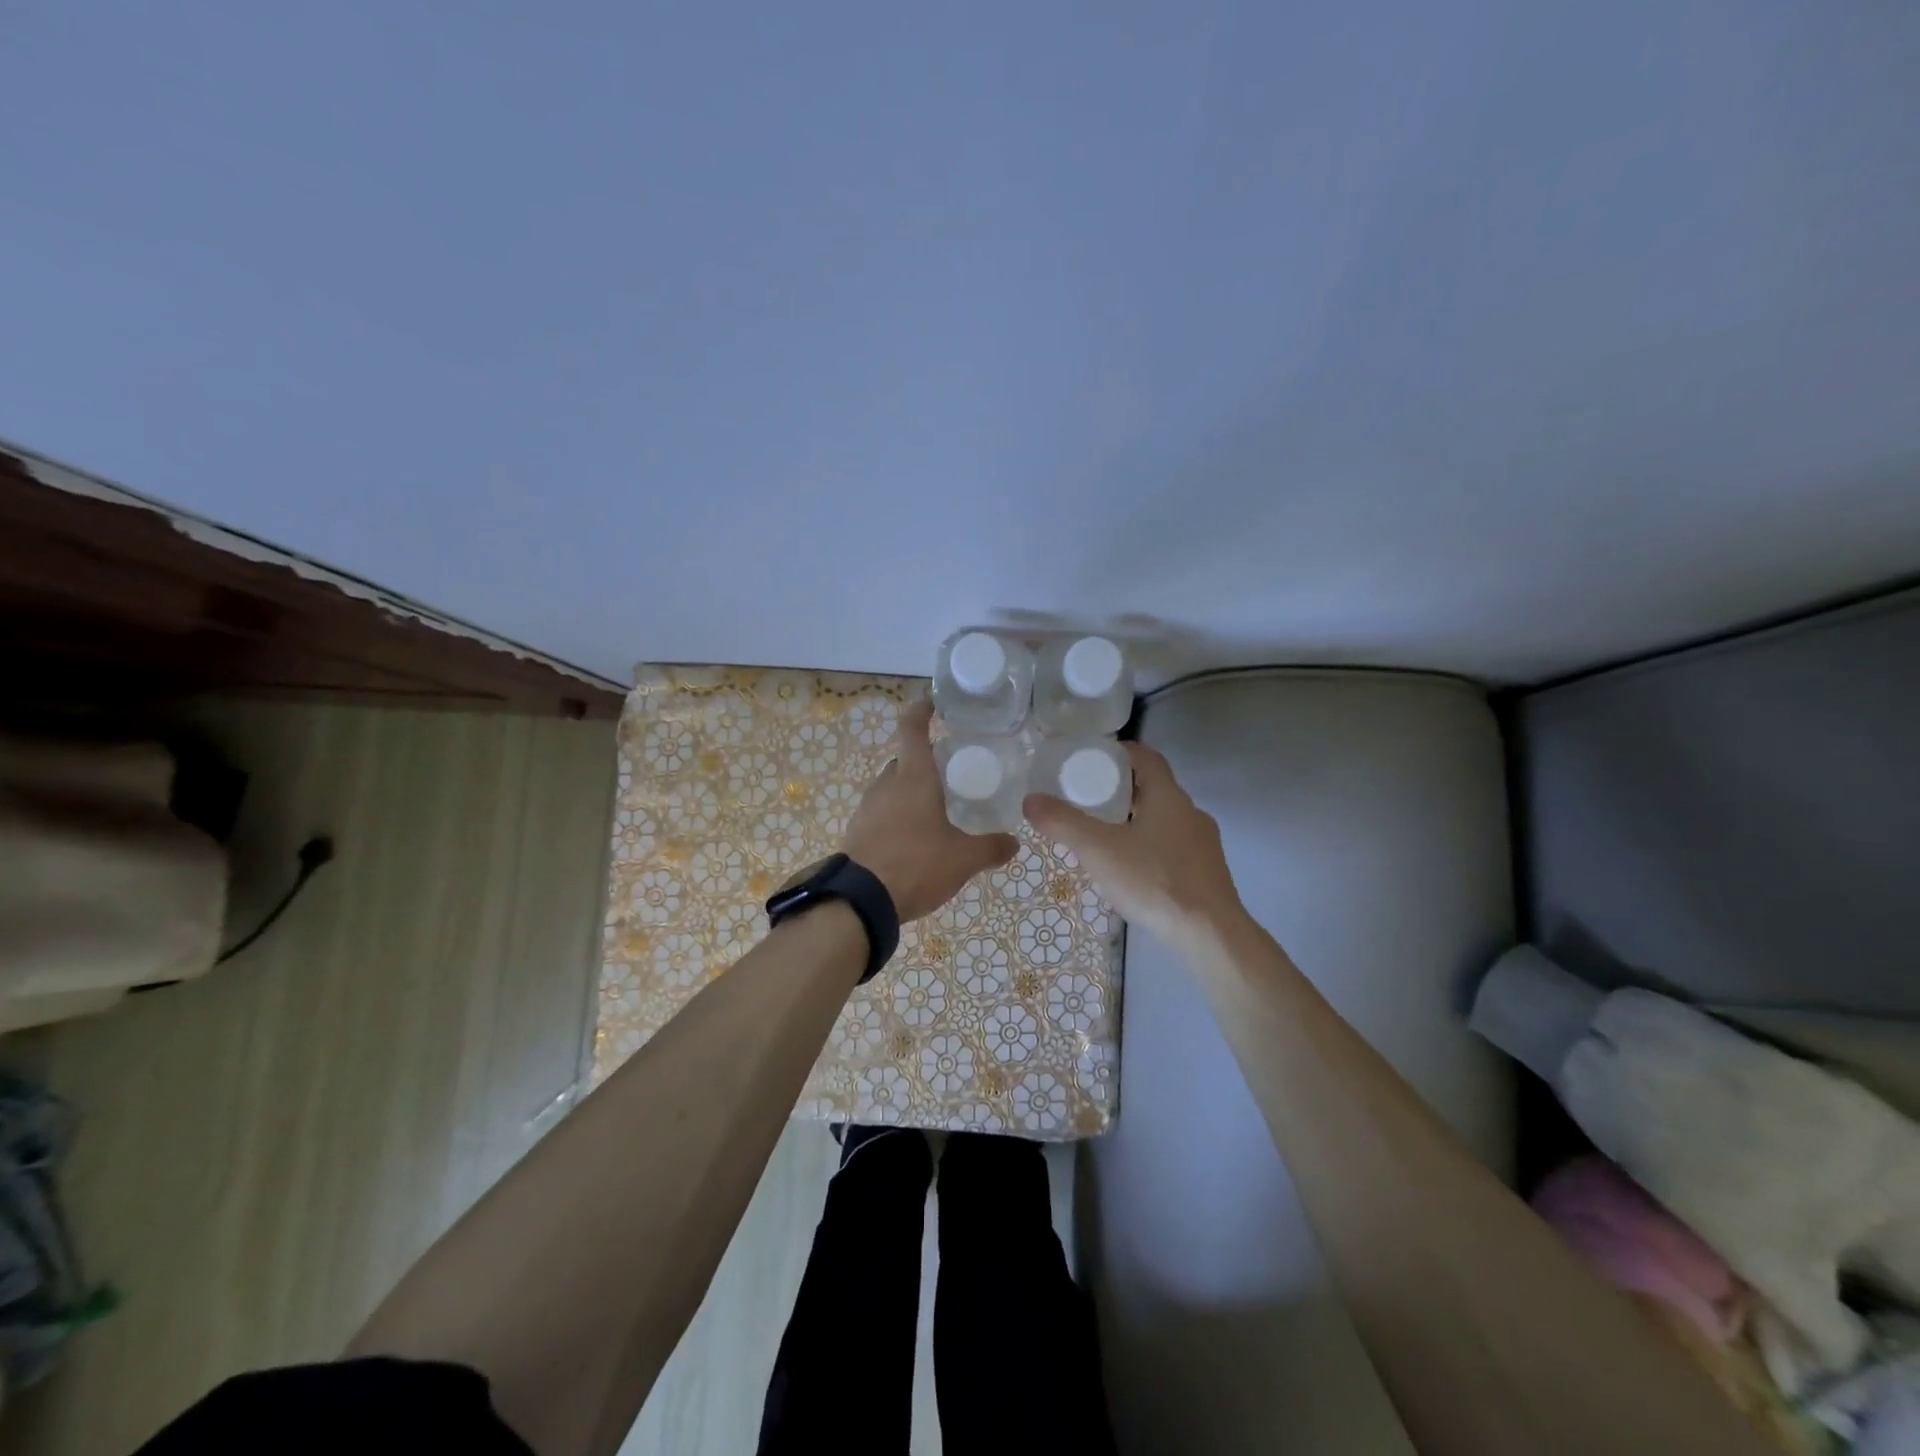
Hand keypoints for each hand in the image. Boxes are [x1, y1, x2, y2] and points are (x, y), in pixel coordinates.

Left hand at [841, 701, 1017, 921]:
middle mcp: (887, 784)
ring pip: (891, 788)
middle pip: (903, 761)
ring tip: (934, 811)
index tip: (933, 704)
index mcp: (913, 778)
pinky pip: (881, 813)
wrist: (860, 900)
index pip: (913, 729)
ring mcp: (867, 808)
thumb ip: (991, 848)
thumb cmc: (916, 864)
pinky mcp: (857, 832)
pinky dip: (897, 817)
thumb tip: (1014, 843)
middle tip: (948, 773)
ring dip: (909, 793)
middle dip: (923, 763)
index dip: (922, 711)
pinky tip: (913, 840)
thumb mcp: (963, 859)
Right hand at [1024, 743, 1244, 940]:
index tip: (1091, 759)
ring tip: (1105, 835)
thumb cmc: (1154, 881)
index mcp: (1168, 796)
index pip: (1145, 756)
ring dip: (1137, 819)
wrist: (1210, 935)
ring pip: (1165, 819)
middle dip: (1121, 789)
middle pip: (1154, 787)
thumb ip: (1063, 823)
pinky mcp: (1208, 872)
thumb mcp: (1098, 850)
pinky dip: (1151, 846)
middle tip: (1088, 798)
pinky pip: (1174, 846)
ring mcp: (1204, 843)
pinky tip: (1133, 869)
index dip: (1119, 752)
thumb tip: (1030, 799)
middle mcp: (1190, 812)